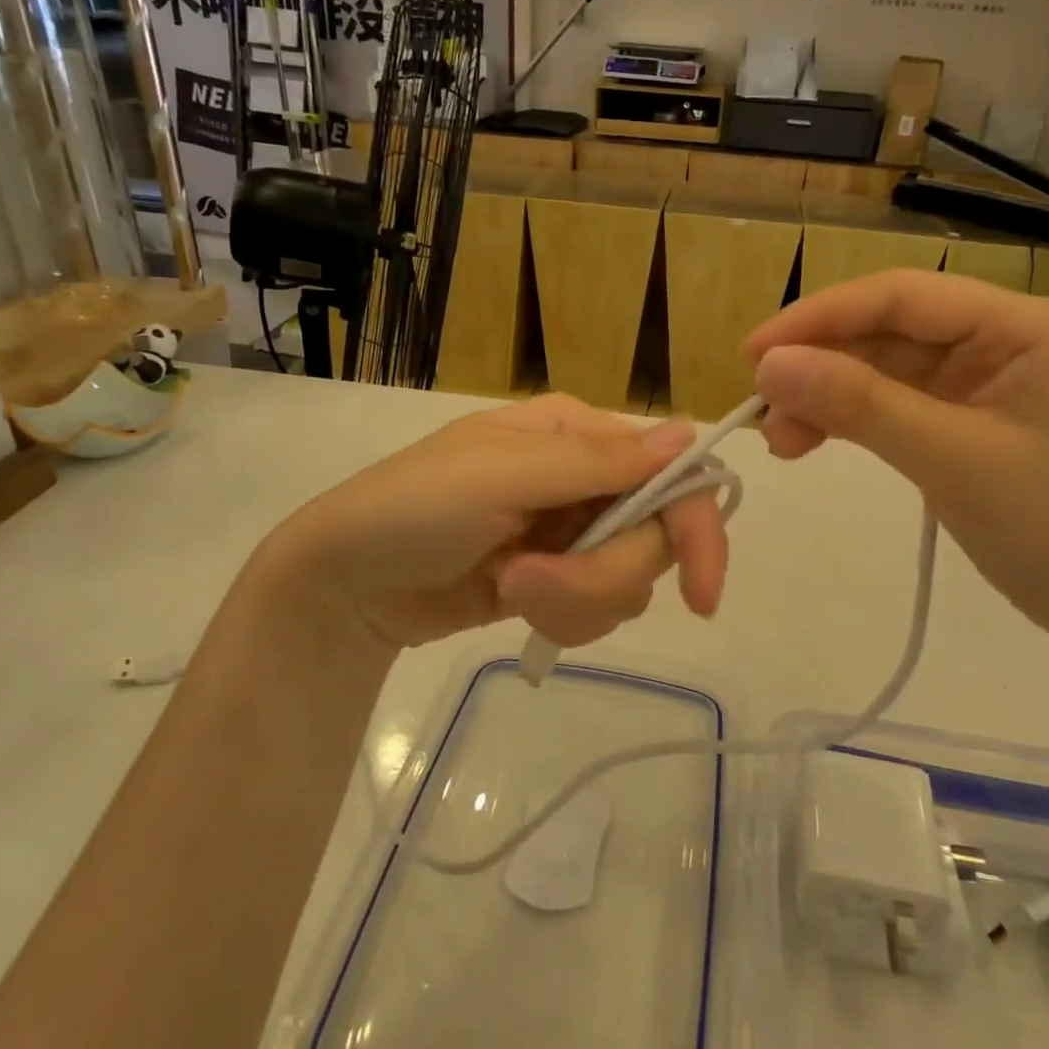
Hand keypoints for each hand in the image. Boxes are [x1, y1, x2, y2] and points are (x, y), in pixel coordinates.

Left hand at [246, 395, 728, 651]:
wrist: (345, 582)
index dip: (696, 530)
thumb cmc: (412, 508)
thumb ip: (597, 462)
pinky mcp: (556, 579)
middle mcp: (586, 479)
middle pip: (653, 537)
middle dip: (600, 574)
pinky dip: (560, 615)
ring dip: (572, 597)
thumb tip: (690, 434)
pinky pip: (597, 607)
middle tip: (532, 580)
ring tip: (509, 587)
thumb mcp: (500, 475)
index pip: (670, 473)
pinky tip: (511, 600)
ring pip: (627, 580)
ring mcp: (571, 532)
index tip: (703, 597)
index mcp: (578, 434)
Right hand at [745, 272, 1048, 654]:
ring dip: (829, 399)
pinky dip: (853, 422)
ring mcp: (991, 381)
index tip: (752, 354)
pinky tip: (811, 441)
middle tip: (759, 411)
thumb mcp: (952, 461)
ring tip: (778, 441)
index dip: (820, 317)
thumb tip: (768, 366)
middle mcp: (1009, 339)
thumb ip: (859, 405)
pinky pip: (899, 405)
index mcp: (1026, 325)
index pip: (904, 296)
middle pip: (890, 333)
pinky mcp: (975, 421)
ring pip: (887, 371)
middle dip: (820, 367)